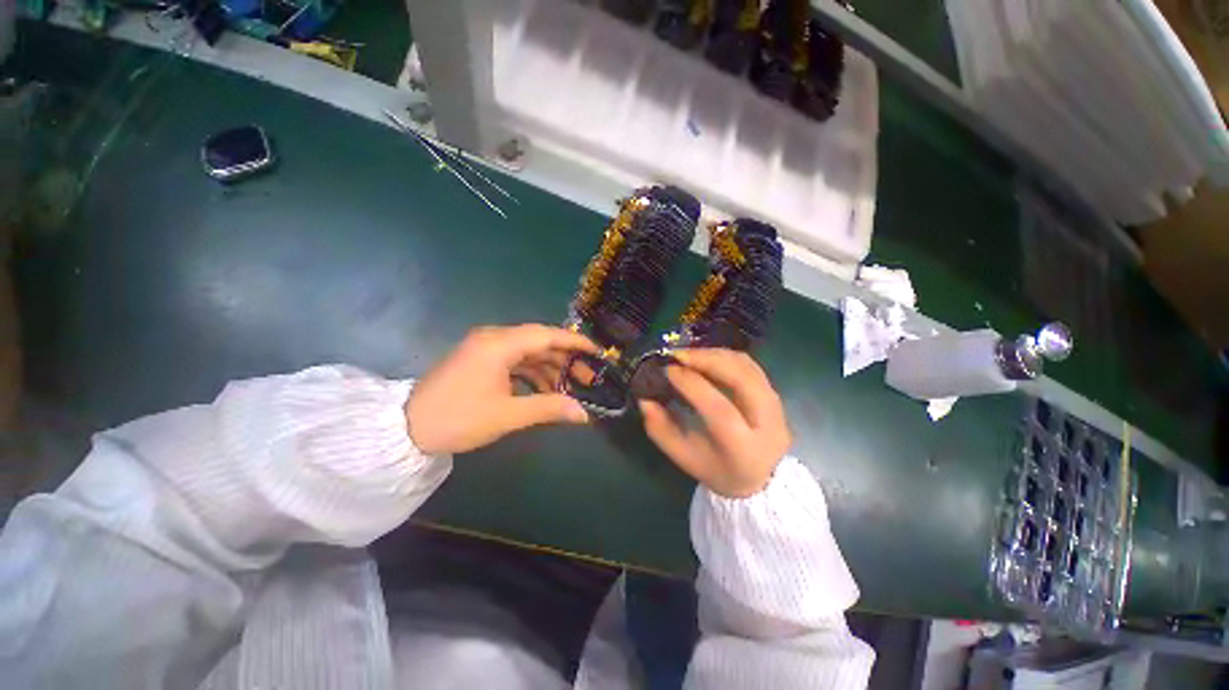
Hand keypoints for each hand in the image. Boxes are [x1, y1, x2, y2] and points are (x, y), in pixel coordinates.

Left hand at [406, 324, 597, 455]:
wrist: (406, 429)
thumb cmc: (458, 419)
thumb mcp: (508, 415)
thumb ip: (549, 408)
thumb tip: (584, 414)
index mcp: (499, 344)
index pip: (546, 335)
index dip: (574, 342)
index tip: (597, 351)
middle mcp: (493, 337)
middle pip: (539, 341)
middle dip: (565, 359)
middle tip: (586, 377)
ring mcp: (485, 347)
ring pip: (528, 351)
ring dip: (549, 367)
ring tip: (569, 387)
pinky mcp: (480, 359)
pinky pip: (514, 360)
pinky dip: (532, 372)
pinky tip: (544, 389)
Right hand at [638, 349, 790, 497]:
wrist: (760, 479)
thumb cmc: (717, 470)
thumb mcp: (684, 458)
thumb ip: (661, 431)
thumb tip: (644, 400)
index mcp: (742, 448)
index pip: (720, 410)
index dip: (693, 385)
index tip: (669, 370)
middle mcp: (767, 425)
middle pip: (742, 380)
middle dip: (708, 360)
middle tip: (679, 354)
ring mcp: (776, 407)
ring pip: (748, 368)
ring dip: (716, 355)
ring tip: (689, 354)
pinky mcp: (775, 394)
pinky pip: (751, 366)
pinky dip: (726, 356)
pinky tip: (706, 357)